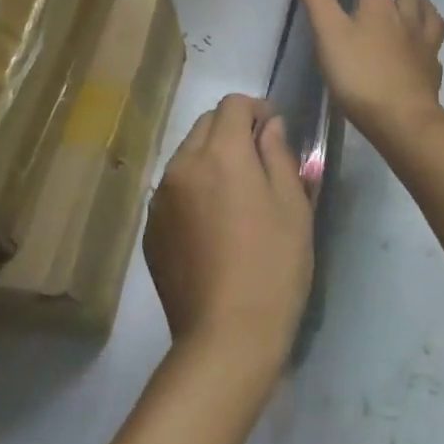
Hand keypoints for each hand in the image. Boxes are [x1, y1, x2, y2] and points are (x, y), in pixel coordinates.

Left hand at [144, 94, 313, 377]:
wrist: (226, 338)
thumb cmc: (273, 267)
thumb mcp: (292, 205)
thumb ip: (278, 154)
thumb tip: (269, 126)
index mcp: (221, 154)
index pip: (232, 104)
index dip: (257, 108)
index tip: (274, 129)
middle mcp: (183, 165)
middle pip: (205, 124)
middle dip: (232, 129)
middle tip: (258, 159)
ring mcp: (161, 199)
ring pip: (186, 155)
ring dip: (210, 157)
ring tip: (235, 192)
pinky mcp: (151, 230)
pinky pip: (174, 189)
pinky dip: (194, 188)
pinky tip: (213, 223)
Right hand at [295, 0, 443, 146]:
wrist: (403, 120)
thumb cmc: (360, 76)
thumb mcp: (329, 34)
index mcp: (379, 8)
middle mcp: (406, 21)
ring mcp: (423, 47)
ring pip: (428, 16)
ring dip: (423, 4)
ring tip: (421, 1)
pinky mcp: (431, 72)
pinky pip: (434, 47)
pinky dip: (430, 38)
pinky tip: (427, 47)